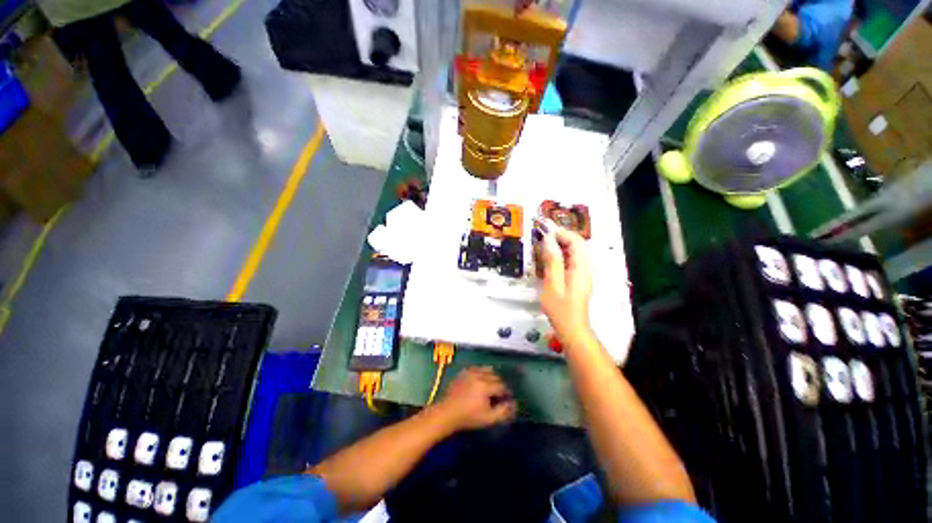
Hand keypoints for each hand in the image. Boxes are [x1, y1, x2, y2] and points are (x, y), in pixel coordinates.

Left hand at [435, 367, 516, 430]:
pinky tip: (481, 381)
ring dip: (492, 377)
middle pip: (495, 376)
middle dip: (500, 384)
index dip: (506, 392)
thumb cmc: (469, 417)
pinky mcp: (464, 371)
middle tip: (500, 394)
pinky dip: (482, 373)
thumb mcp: (488, 418)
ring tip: (491, 386)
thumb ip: (503, 411)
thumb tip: (514, 404)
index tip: (508, 398)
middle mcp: (479, 375)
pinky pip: (477, 368)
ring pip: (487, 370)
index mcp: (485, 386)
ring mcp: (470, 372)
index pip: (502, 386)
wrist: (448, 412)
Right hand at [538, 223, 593, 345]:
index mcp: (581, 267)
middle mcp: (585, 267)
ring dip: (560, 245)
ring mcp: (583, 273)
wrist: (572, 328)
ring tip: (543, 245)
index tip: (544, 232)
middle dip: (561, 237)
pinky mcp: (578, 278)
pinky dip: (561, 255)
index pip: (576, 241)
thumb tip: (548, 240)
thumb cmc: (560, 308)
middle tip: (542, 237)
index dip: (561, 233)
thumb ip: (552, 261)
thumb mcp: (553, 284)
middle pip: (577, 244)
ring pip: (574, 252)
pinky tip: (549, 259)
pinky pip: (572, 260)